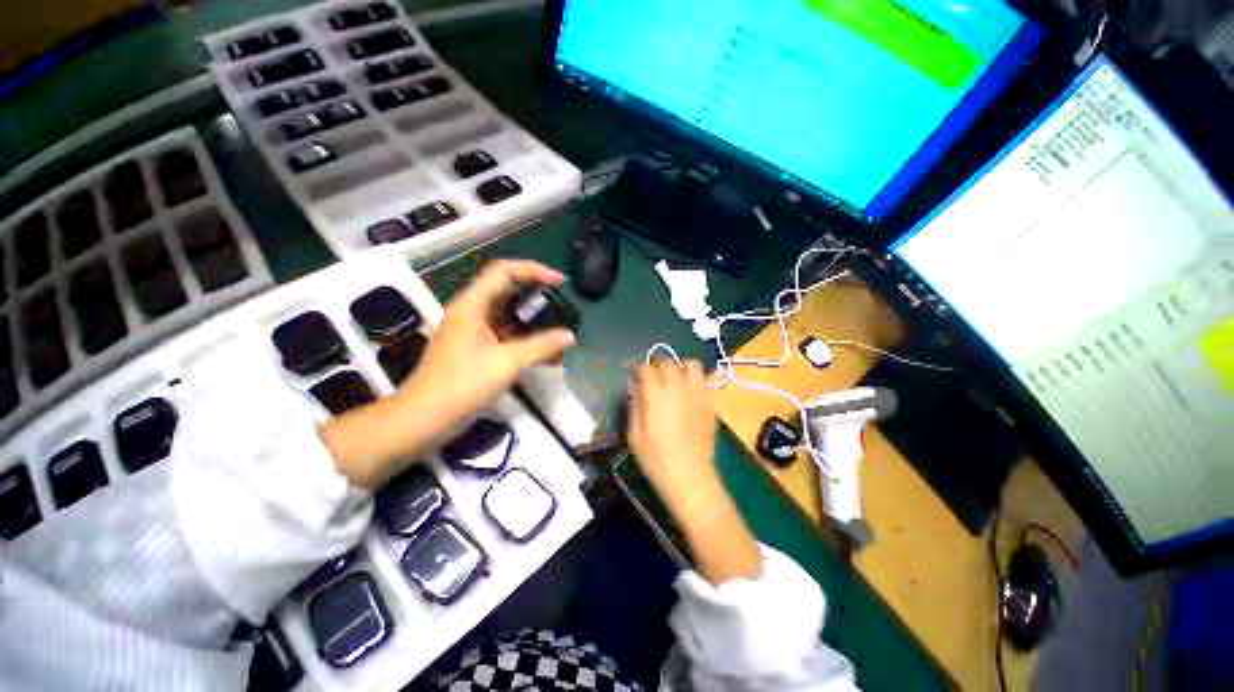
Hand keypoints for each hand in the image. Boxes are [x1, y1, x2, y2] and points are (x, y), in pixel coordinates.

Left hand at [322, 260, 573, 487]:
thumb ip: (541, 347)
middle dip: (536, 297)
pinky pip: (506, 337)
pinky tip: (546, 358)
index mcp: (472, 305)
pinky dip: (526, 343)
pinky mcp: (477, 351)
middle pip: (507, 292)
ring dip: (534, 325)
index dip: (533, 270)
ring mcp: (473, 333)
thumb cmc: (461, 386)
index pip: (504, 272)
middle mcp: (472, 313)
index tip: (560, 282)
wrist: (422, 421)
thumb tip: (570, 336)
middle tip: (562, 306)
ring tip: (558, 337)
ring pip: (509, 318)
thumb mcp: (506, 363)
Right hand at [628, 359, 719, 507]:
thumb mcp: (634, 434)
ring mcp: (697, 393)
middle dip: (658, 366)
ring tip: (676, 380)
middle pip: (668, 362)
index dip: (639, 370)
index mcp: (655, 394)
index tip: (637, 378)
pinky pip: (710, 379)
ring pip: (692, 365)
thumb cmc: (655, 458)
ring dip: (682, 367)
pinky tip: (694, 389)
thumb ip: (634, 405)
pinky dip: (701, 379)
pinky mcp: (711, 403)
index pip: (646, 368)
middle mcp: (677, 387)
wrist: (689, 476)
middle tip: (654, 378)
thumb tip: (635, 386)